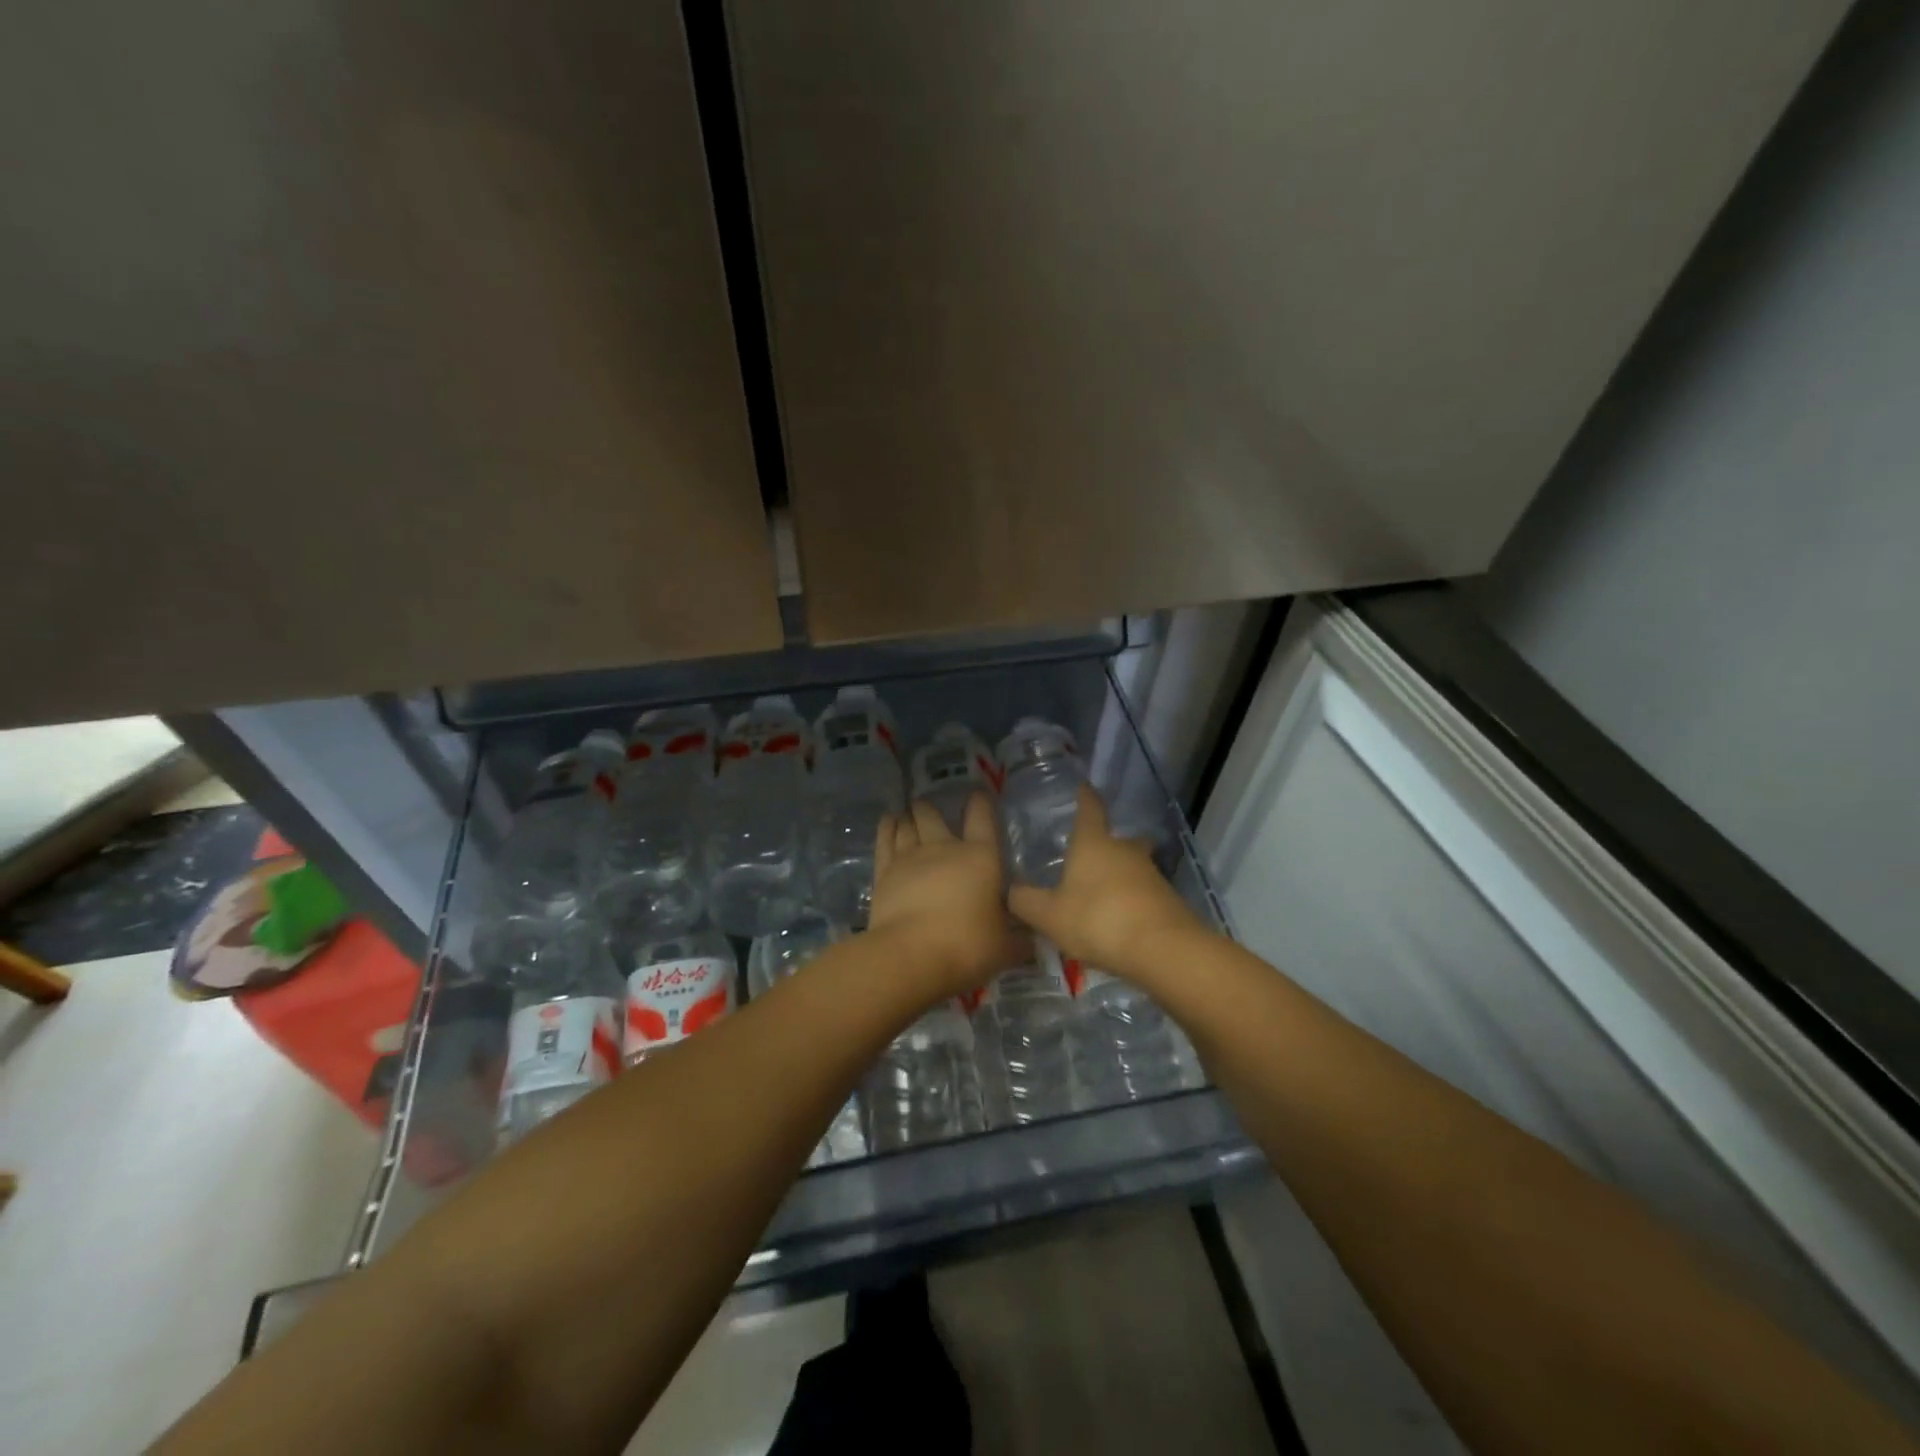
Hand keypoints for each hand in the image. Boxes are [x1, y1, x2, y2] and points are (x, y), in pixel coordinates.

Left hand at [869, 795, 1022, 1001]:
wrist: (911, 955)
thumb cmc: (967, 946)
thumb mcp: (1005, 947)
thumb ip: (1019, 939)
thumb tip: (1032, 938)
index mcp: (980, 857)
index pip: (982, 819)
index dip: (981, 803)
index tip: (979, 794)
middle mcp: (944, 848)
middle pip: (934, 815)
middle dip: (933, 808)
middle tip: (930, 805)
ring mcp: (910, 856)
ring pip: (908, 824)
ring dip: (910, 816)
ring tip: (909, 812)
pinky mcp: (884, 871)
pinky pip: (885, 839)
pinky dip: (887, 826)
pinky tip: (888, 820)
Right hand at [1006, 786, 1203, 979]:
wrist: (1162, 949)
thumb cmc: (1097, 919)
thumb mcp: (1049, 915)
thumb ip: (1025, 901)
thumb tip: (1009, 890)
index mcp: (1093, 843)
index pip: (1090, 808)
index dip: (1085, 796)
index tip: (1084, 786)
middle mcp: (1124, 850)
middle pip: (1117, 838)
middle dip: (1105, 844)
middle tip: (1089, 856)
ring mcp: (1151, 873)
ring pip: (1132, 866)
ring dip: (1118, 876)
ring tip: (1099, 896)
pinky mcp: (1167, 899)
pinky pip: (1143, 893)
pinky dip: (1131, 901)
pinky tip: (1119, 922)